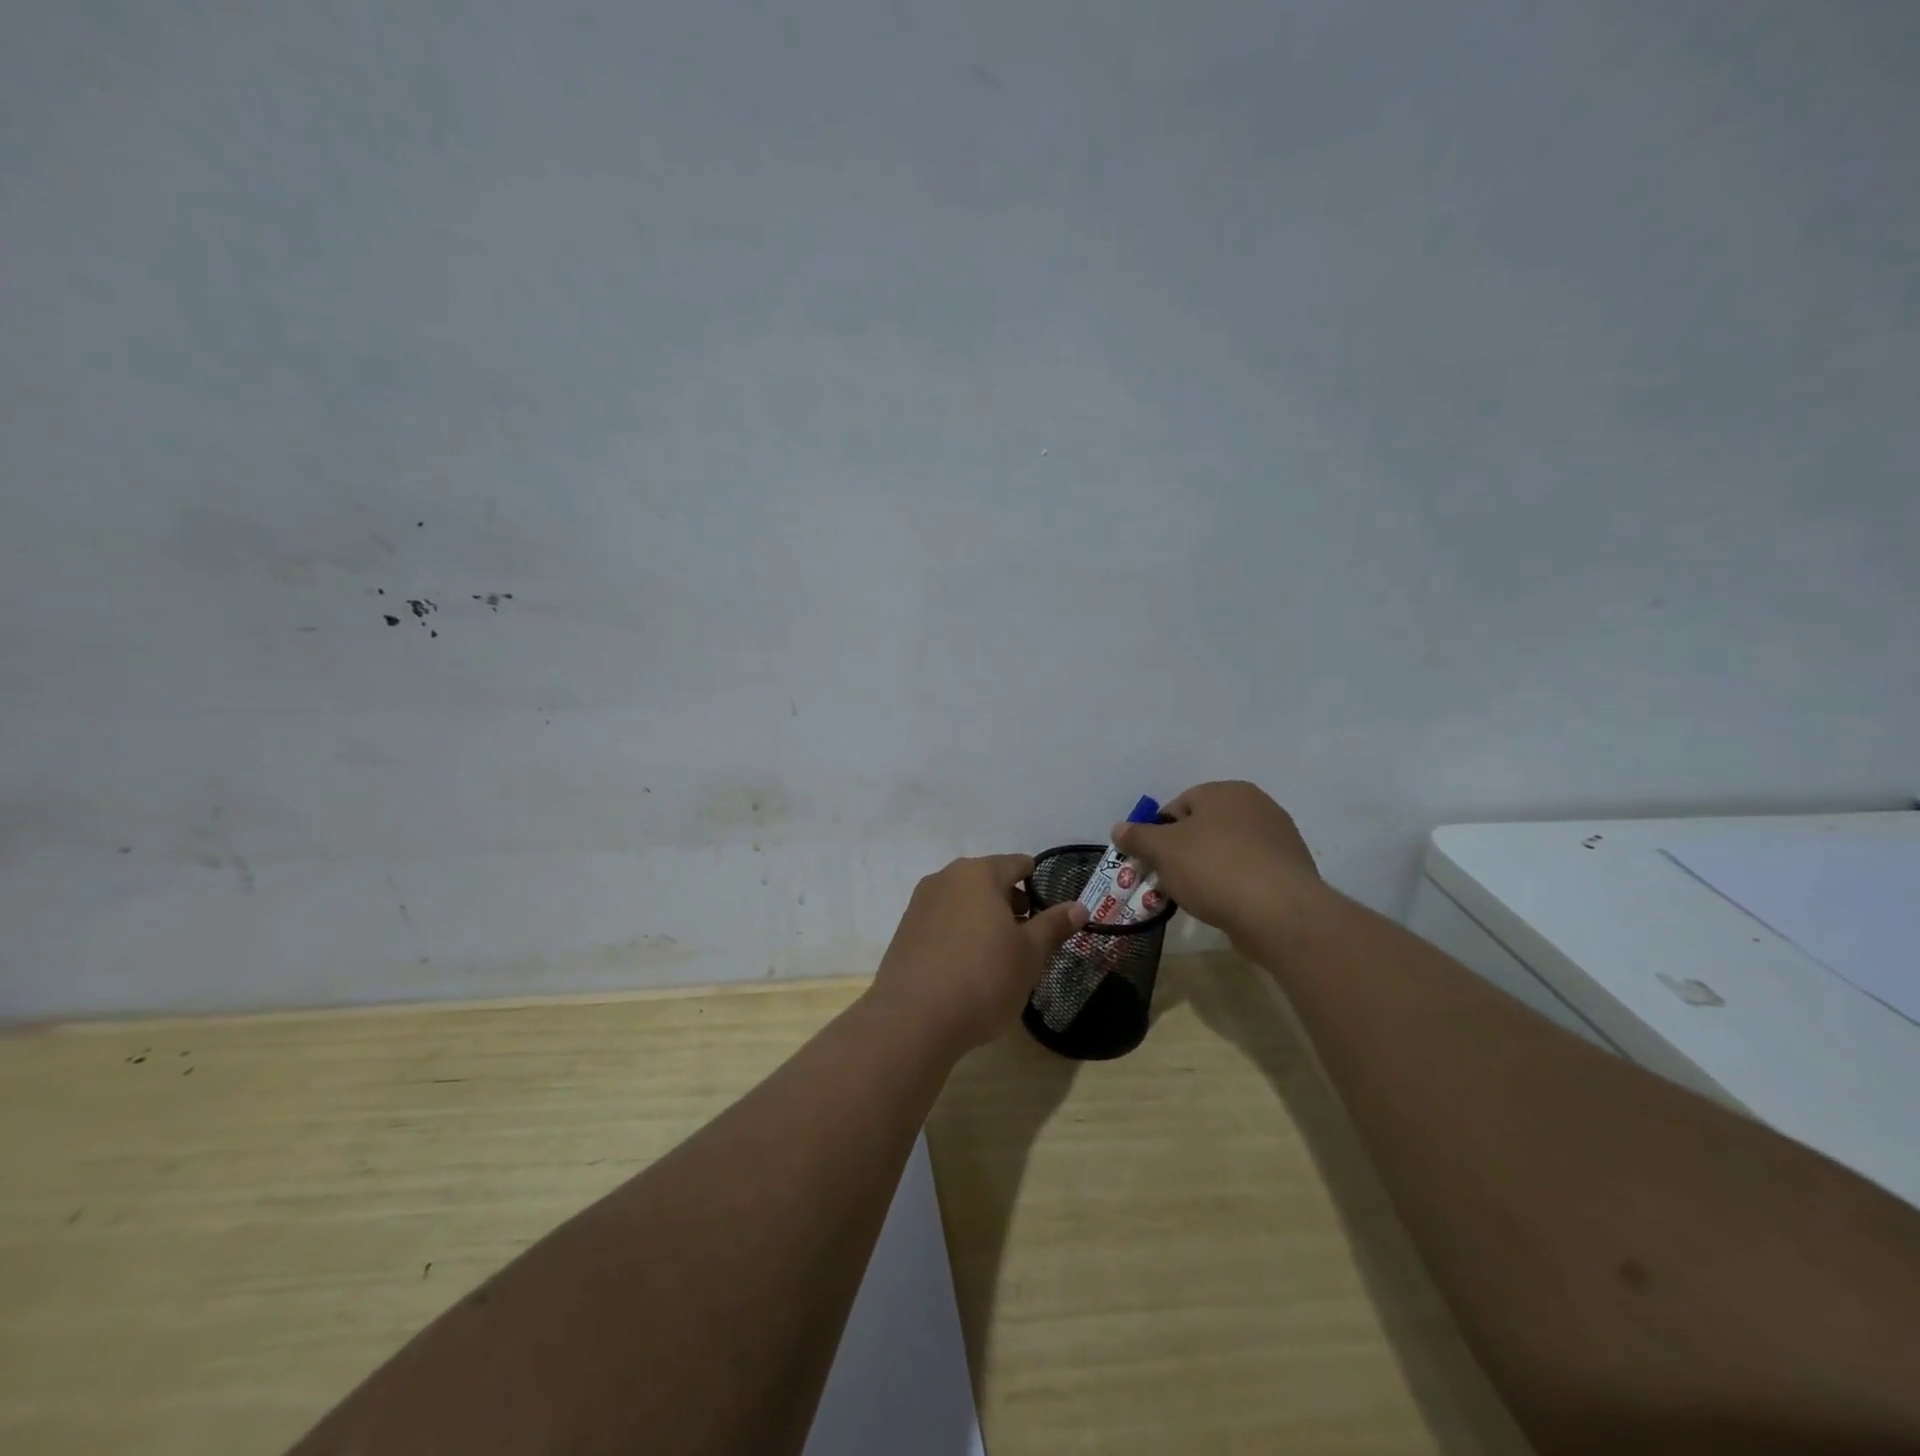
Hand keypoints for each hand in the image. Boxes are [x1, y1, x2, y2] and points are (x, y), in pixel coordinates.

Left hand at [868, 854, 1088, 1054]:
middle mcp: (945, 879)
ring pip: (962, 901)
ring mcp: (920, 904)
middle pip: (986, 880)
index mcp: (978, 874)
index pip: (1015, 863)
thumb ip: (1053, 926)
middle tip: (1028, 932)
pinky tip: (968, 965)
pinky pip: (942, 922)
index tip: (1048, 901)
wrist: (913, 1018)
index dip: (1035, 879)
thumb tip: (1079, 907)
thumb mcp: (1030, 954)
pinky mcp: (904, 932)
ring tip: (1000, 952)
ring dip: (983, 918)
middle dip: (1009, 901)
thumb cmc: (983, 977)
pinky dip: (959, 933)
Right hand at [1111, 781, 1323, 940]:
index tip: (1152, 862)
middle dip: (1182, 853)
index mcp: (1226, 791)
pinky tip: (1225, 905)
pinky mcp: (1291, 870)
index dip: (1158, 834)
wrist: (1280, 913)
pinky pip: (1249, 872)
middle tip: (1169, 881)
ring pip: (1226, 851)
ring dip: (1207, 870)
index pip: (1178, 805)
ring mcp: (1279, 837)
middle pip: (1203, 827)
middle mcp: (1257, 805)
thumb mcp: (1163, 850)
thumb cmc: (1214, 869)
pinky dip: (1233, 884)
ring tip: (1196, 897)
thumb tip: (1119, 828)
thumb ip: (1137, 837)